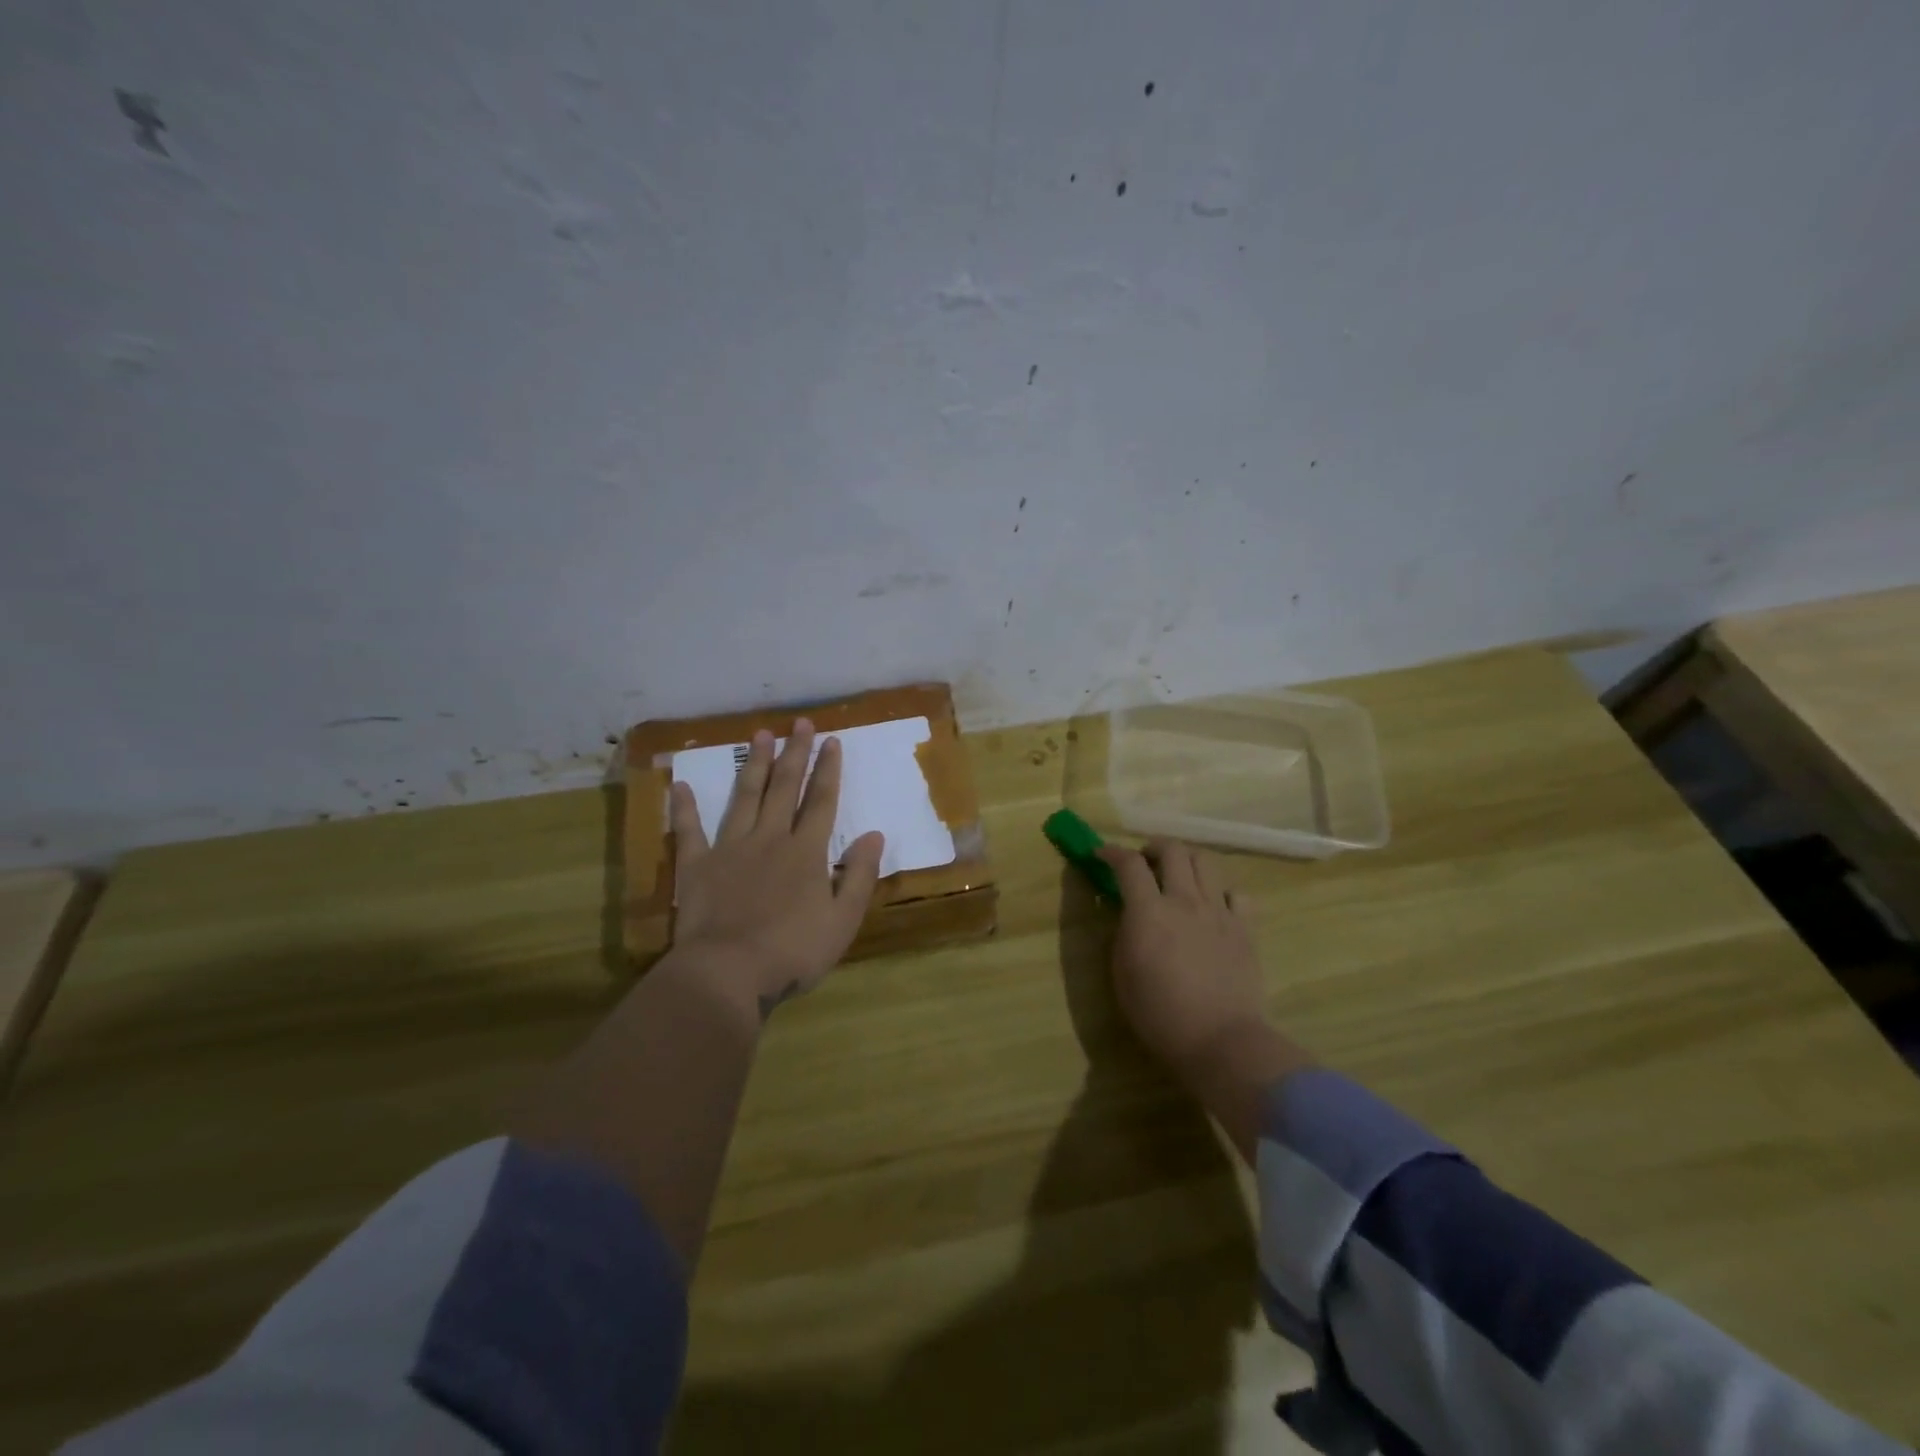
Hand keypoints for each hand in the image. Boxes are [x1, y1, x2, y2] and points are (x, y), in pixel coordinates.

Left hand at [668, 719, 884, 1017]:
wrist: (728, 973)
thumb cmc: (793, 951)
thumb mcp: (843, 920)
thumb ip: (859, 875)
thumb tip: (874, 835)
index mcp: (806, 852)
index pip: (821, 801)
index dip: (828, 770)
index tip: (832, 740)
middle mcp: (769, 839)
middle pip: (784, 789)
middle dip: (795, 753)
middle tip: (799, 723)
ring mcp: (730, 848)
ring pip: (744, 797)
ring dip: (754, 765)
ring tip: (759, 735)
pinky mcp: (697, 866)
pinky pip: (690, 830)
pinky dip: (685, 807)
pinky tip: (680, 784)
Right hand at [1096, 838, 1271, 1084]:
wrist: (1220, 1040)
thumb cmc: (1160, 1014)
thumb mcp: (1123, 975)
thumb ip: (1124, 935)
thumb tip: (1129, 914)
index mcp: (1148, 912)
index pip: (1129, 864)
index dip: (1112, 852)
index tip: (1101, 854)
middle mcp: (1184, 901)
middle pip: (1172, 850)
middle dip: (1153, 848)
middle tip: (1144, 862)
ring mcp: (1218, 911)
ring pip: (1205, 861)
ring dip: (1186, 860)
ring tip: (1178, 876)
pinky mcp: (1244, 928)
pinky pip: (1236, 893)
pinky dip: (1221, 892)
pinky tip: (1213, 906)